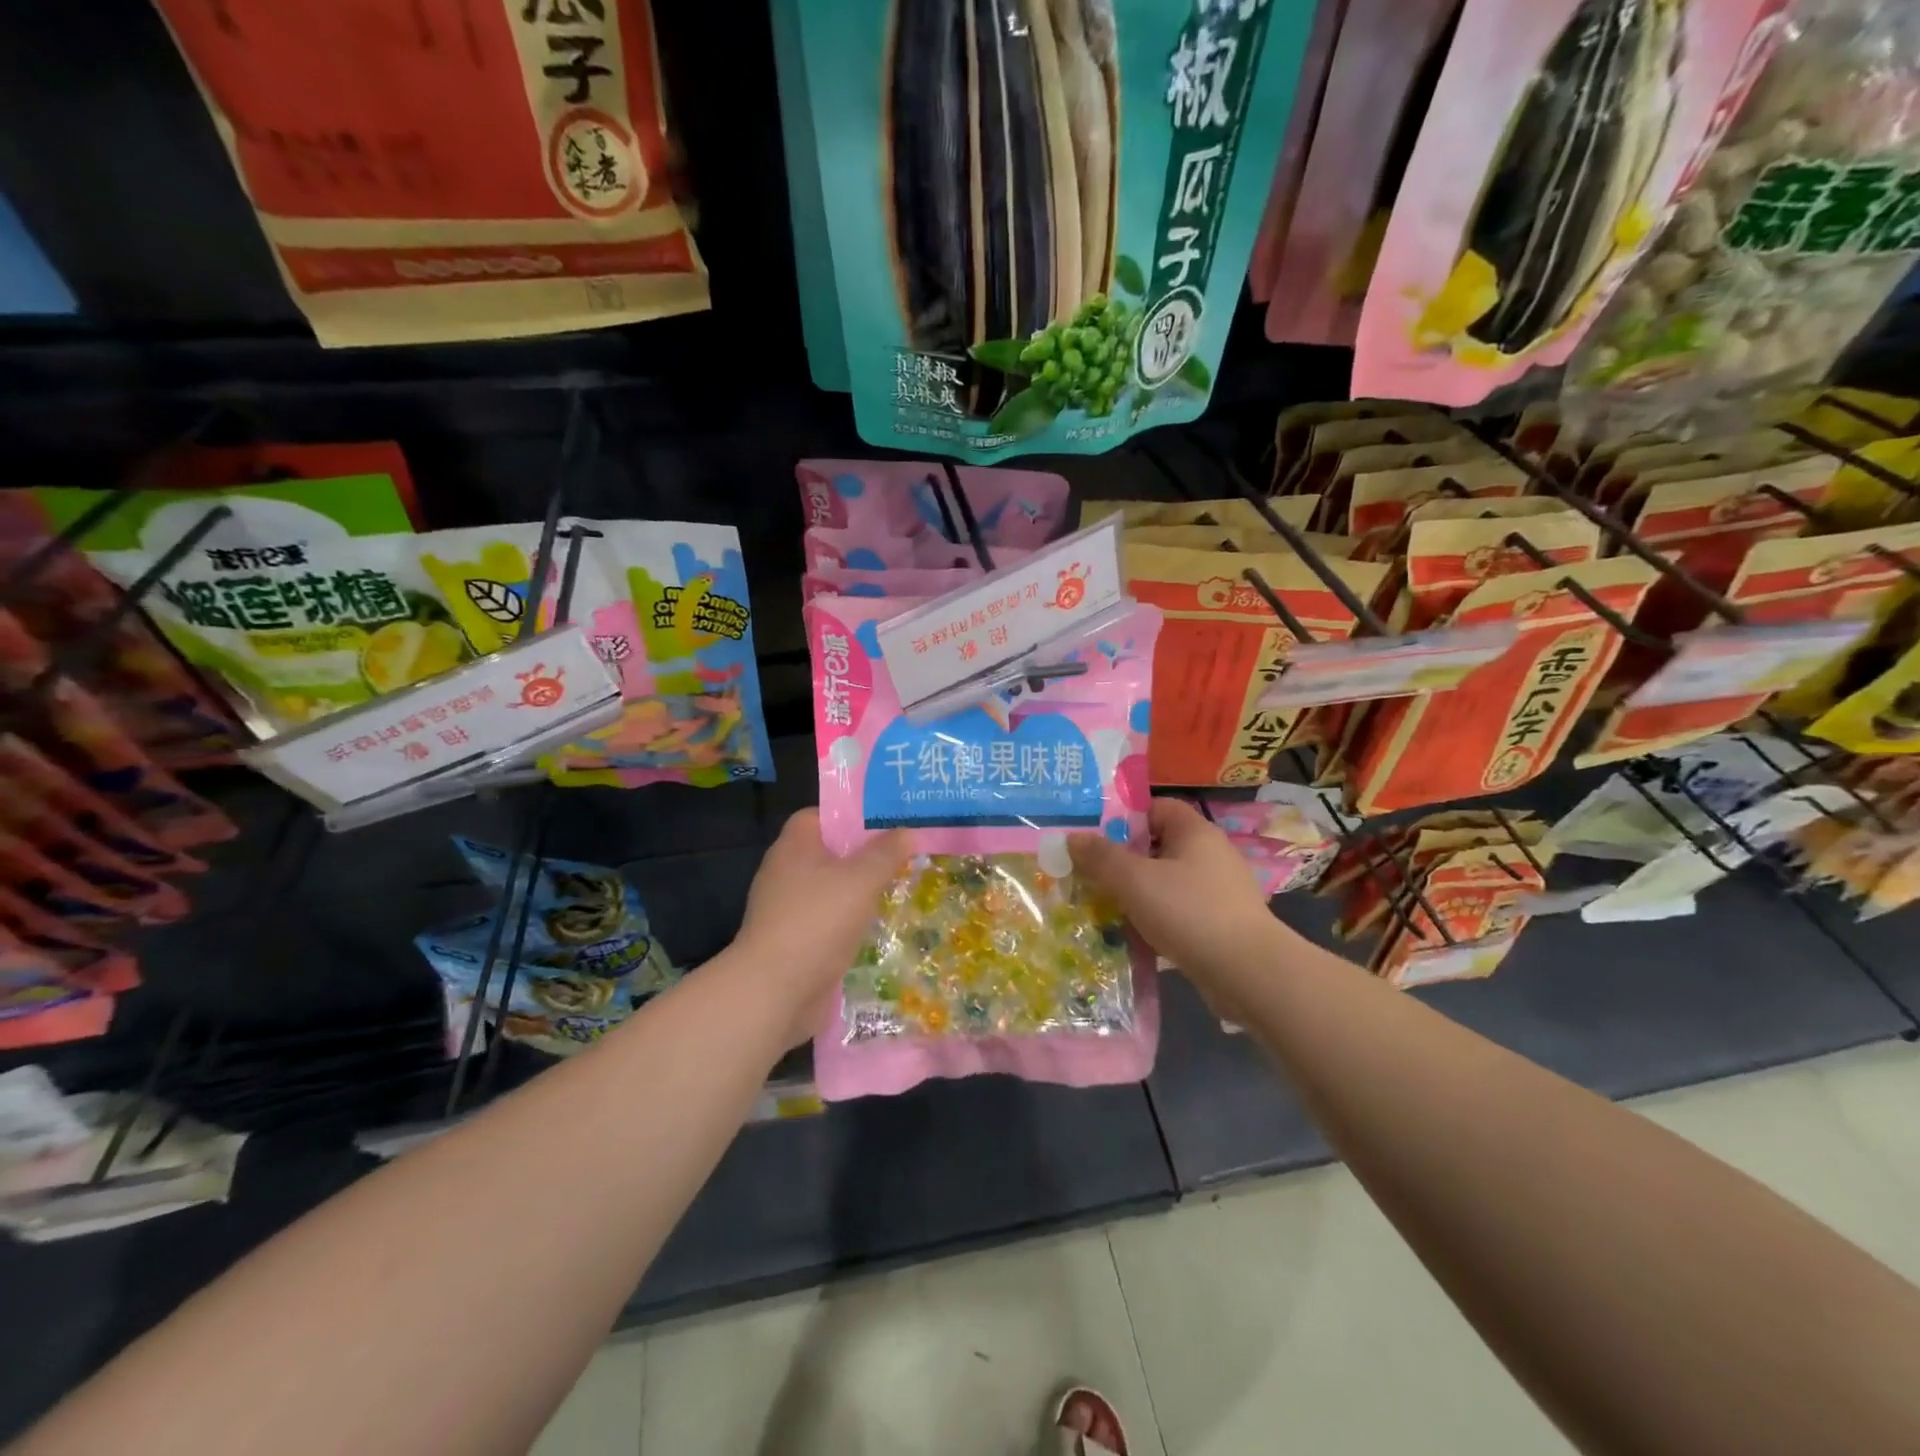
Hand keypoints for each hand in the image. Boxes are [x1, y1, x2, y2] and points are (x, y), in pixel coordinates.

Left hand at [735, 809, 911, 1036]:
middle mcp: (786, 871)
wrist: (774, 991)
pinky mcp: (794, 941)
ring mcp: (788, 908)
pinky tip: (878, 928)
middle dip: (864, 855)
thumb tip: (907, 831)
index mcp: (795, 845)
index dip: (852, 815)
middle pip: (830, 853)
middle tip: (904, 856)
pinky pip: (827, 921)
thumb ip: (886, 853)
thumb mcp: (861, 879)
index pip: (821, 815)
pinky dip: (850, 922)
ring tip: (900, 889)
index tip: (887, 823)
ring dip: (860, 892)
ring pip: (831, 889)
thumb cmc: (817, 921)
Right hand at [1069, 799, 1281, 996]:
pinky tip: (1134, 937)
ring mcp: (1219, 891)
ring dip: (1137, 894)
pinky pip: (1179, 911)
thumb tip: (1072, 836)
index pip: (1156, 807)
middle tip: (1090, 875)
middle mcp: (1211, 854)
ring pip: (1166, 882)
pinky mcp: (1221, 923)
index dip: (1124, 818)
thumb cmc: (1189, 912)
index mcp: (1195, 832)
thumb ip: (1101, 857)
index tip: (1094, 838)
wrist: (1249, 974)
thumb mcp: (1135, 880)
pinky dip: (1156, 920)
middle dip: (1123, 861)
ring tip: (1104, 908)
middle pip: (1158, 847)